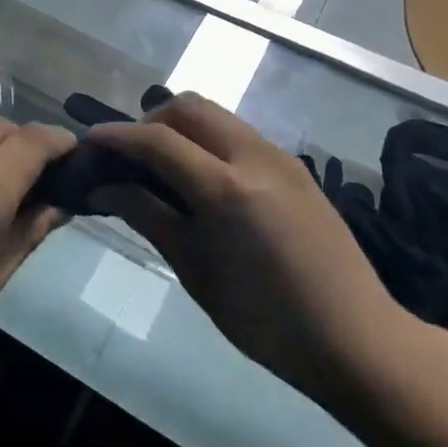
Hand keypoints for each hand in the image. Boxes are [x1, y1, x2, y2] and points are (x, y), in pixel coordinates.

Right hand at [87, 93, 410, 408]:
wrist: (358, 340)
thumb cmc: (266, 320)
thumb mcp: (196, 271)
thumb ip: (149, 216)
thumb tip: (105, 185)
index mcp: (227, 189)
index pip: (157, 139)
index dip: (117, 136)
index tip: (89, 142)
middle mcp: (254, 157)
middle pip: (189, 107)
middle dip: (150, 121)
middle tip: (130, 157)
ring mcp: (280, 157)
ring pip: (216, 115)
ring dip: (180, 127)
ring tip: (161, 167)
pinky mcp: (295, 167)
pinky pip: (238, 134)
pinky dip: (207, 140)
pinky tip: (200, 180)